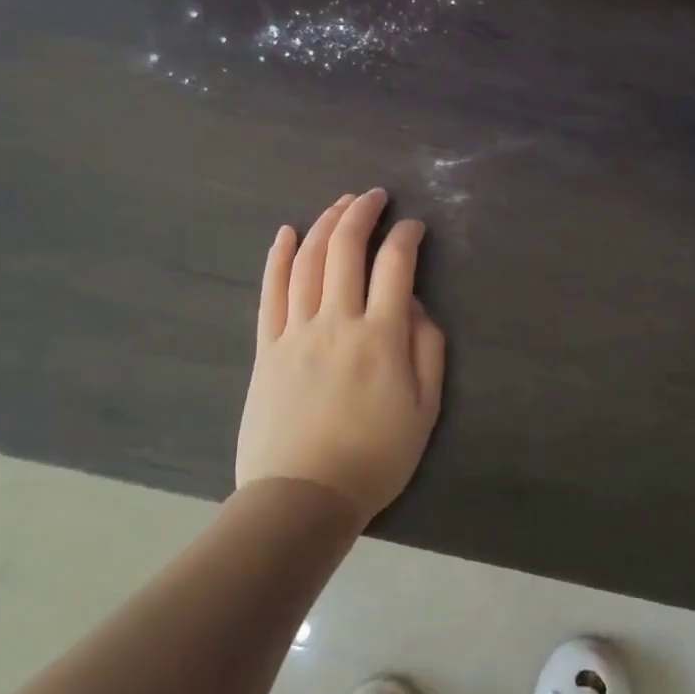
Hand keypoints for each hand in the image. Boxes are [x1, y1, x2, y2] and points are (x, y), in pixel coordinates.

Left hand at [236, 189, 446, 524]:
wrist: (303, 497)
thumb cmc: (374, 457)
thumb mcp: (425, 409)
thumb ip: (427, 349)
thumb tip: (416, 305)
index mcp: (382, 336)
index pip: (396, 264)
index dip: (407, 235)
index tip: (414, 226)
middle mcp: (337, 321)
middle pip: (345, 249)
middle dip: (362, 213)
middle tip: (374, 196)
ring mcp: (296, 331)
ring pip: (307, 261)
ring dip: (324, 224)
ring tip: (339, 204)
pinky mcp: (267, 347)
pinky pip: (270, 292)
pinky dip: (277, 257)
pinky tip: (286, 233)